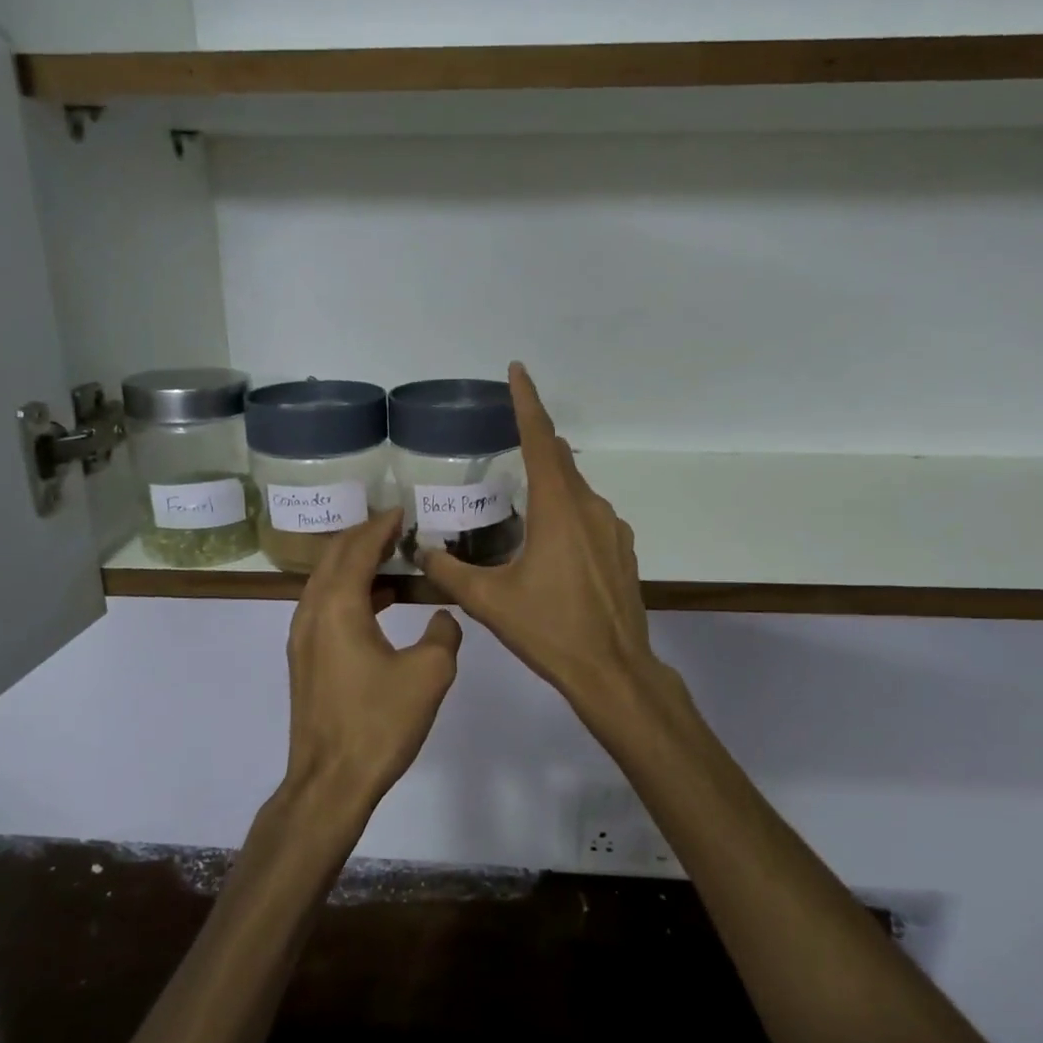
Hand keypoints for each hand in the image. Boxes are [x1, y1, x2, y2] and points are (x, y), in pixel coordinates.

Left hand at [284, 510, 462, 817]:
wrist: (330, 781)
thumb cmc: (379, 723)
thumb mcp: (429, 674)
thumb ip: (444, 633)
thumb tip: (443, 616)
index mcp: (339, 606)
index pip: (359, 549)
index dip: (381, 526)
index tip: (402, 510)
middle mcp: (312, 612)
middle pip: (334, 557)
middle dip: (364, 536)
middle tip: (395, 526)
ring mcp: (302, 636)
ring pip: (326, 581)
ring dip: (355, 563)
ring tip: (391, 557)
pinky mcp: (305, 659)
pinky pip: (324, 605)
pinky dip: (349, 591)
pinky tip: (379, 602)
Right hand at [420, 363, 657, 712]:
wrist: (613, 671)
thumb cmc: (549, 630)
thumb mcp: (489, 601)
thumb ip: (448, 570)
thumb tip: (420, 549)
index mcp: (558, 509)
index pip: (540, 439)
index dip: (527, 402)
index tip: (518, 371)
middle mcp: (590, 508)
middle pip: (559, 460)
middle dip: (534, 443)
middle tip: (505, 441)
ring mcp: (612, 529)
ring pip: (576, 490)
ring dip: (550, 485)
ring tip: (520, 504)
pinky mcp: (622, 550)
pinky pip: (590, 516)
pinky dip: (567, 513)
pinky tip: (550, 544)